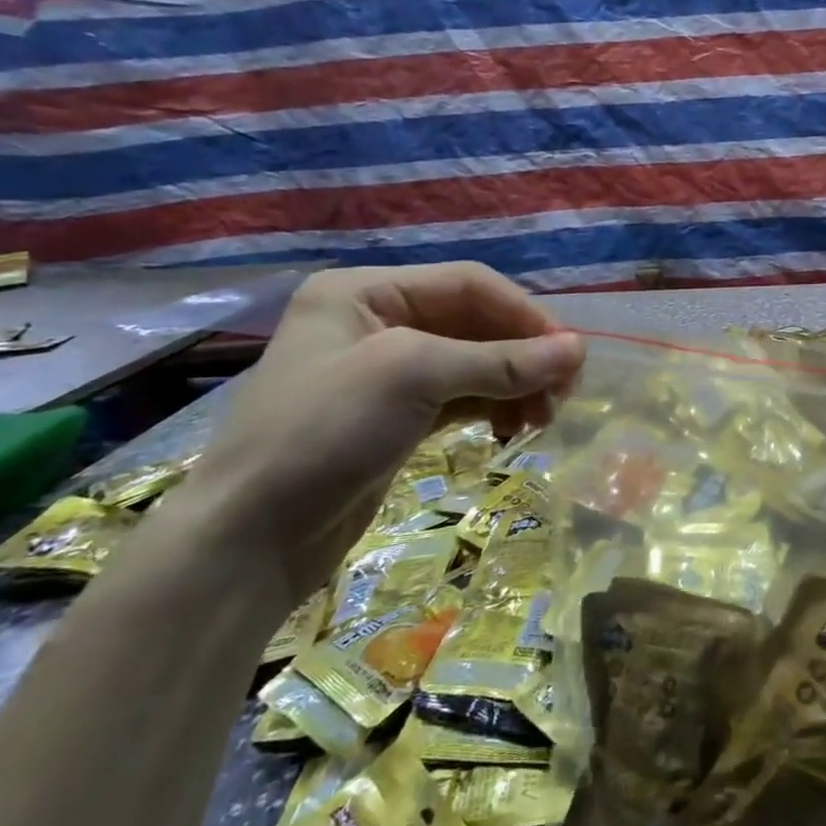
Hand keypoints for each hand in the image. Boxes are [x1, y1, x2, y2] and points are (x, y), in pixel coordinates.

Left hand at [156, 264, 582, 603]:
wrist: (247, 540)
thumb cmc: (323, 434)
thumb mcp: (414, 378)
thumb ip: (501, 362)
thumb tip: (579, 350)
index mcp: (366, 292)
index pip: (469, 284)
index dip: (524, 314)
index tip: (571, 353)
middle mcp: (377, 322)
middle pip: (475, 323)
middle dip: (523, 354)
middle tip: (566, 391)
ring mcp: (386, 372)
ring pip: (474, 363)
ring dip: (515, 384)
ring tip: (544, 418)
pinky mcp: (396, 417)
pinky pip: (461, 398)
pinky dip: (494, 407)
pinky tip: (516, 428)